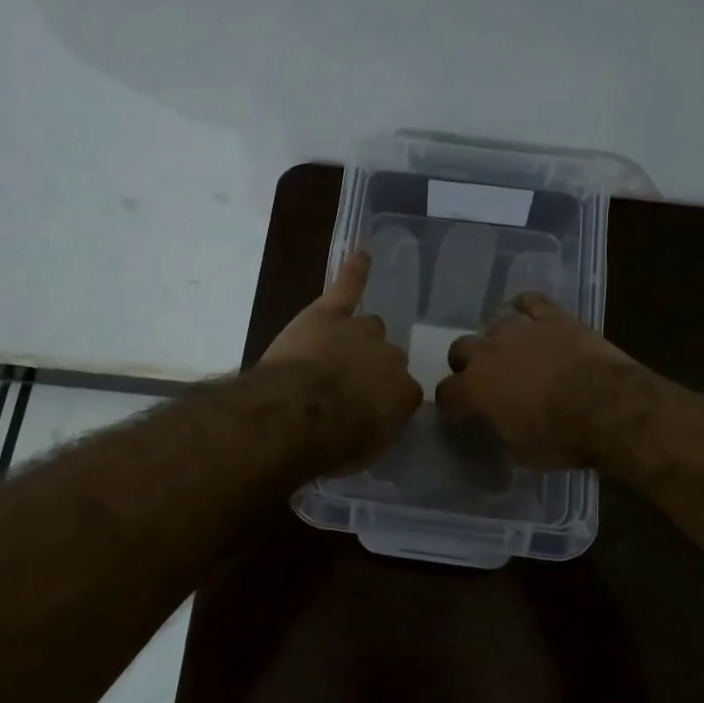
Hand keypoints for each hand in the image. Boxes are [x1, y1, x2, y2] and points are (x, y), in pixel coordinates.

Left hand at [260, 249, 422, 468]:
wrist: (299, 413)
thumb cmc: (332, 443)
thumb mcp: (365, 449)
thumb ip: (376, 427)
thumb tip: (373, 419)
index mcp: (404, 393)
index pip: (404, 392)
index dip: (383, 401)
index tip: (366, 412)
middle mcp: (390, 356)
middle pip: (387, 356)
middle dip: (370, 368)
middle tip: (343, 387)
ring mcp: (360, 331)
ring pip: (368, 327)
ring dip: (355, 338)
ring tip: (334, 352)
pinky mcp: (329, 313)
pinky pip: (347, 286)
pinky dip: (354, 271)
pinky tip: (361, 253)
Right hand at [437, 293, 640, 468]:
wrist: (608, 406)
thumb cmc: (562, 437)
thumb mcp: (522, 452)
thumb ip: (504, 433)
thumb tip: (505, 427)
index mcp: (475, 388)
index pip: (446, 393)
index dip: (451, 404)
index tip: (459, 412)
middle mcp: (489, 351)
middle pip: (460, 348)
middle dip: (465, 363)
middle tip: (482, 378)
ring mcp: (520, 329)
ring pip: (493, 322)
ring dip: (496, 338)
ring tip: (509, 350)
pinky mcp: (553, 317)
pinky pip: (529, 301)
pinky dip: (525, 307)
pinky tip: (528, 316)